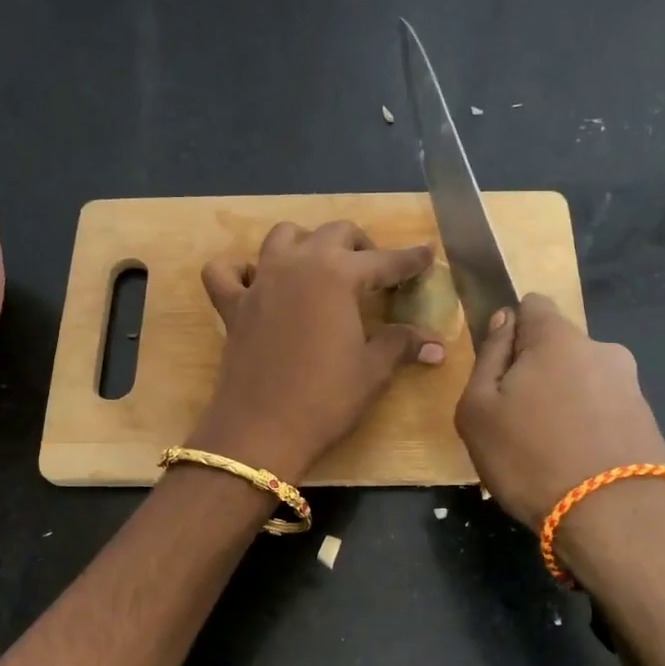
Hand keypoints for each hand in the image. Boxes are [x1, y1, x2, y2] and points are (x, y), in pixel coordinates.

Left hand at [192, 221, 445, 478]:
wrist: (261, 431)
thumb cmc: (325, 399)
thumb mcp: (372, 371)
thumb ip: (401, 345)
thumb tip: (437, 346)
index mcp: (337, 274)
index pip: (384, 260)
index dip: (410, 260)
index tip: (426, 255)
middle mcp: (297, 264)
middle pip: (335, 234)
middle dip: (362, 246)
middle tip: (376, 273)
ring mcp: (260, 282)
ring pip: (283, 236)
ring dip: (307, 243)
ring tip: (322, 268)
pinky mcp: (233, 306)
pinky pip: (227, 271)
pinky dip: (241, 269)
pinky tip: (257, 282)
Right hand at [455, 294, 664, 530]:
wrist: (616, 518)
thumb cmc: (530, 457)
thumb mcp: (477, 409)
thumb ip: (487, 356)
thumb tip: (504, 321)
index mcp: (558, 337)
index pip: (532, 304)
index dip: (510, 331)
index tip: (498, 372)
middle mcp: (602, 349)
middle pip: (557, 347)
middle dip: (536, 372)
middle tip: (516, 422)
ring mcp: (631, 386)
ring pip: (581, 381)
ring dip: (562, 403)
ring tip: (547, 452)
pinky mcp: (648, 421)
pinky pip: (603, 412)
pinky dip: (586, 428)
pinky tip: (575, 465)